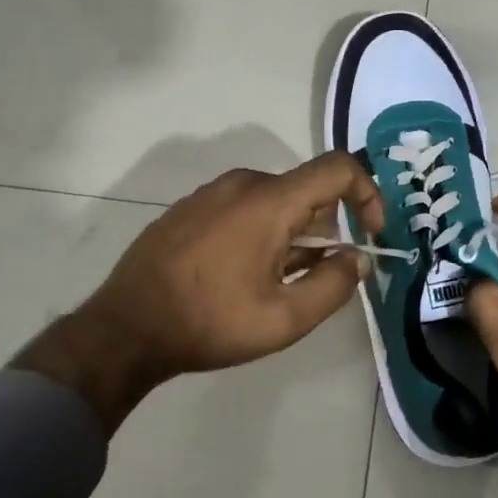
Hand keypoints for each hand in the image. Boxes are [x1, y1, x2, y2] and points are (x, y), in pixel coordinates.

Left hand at [16, 154, 385, 433]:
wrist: (125, 328)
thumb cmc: (210, 322)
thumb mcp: (284, 319)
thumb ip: (333, 285)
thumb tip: (356, 258)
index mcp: (270, 201)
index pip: (338, 169)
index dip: (368, 194)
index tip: (372, 234)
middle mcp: (242, 183)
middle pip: (306, 190)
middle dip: (326, 228)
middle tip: (318, 275)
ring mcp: (210, 193)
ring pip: (274, 200)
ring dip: (292, 233)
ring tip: (277, 282)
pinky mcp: (189, 208)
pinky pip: (242, 206)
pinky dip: (261, 230)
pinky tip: (242, 274)